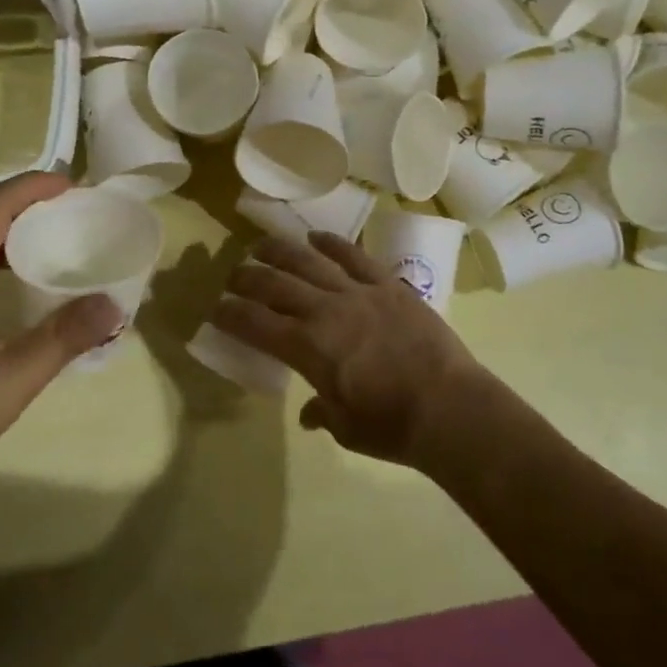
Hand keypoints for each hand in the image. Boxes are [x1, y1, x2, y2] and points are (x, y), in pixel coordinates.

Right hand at [217, 232, 488, 468]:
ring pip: (309, 261)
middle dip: (247, 277)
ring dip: (280, 251)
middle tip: (233, 275)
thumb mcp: (346, 428)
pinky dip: (332, 244)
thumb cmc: (392, 427)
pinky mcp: (388, 285)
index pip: (255, 323)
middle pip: (275, 284)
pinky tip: (317, 238)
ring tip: (261, 245)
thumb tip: (309, 412)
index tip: (216, 307)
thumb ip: (322, 412)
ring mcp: (358, 292)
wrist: (450, 408)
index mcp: (308, 348)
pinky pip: (354, 256)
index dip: (231, 313)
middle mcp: (325, 311)